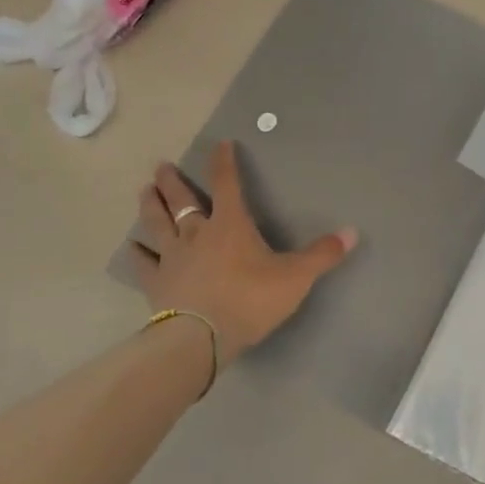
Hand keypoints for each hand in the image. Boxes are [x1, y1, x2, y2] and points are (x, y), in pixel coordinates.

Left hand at [131, 141, 356, 369]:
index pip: (227, 184)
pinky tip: (131, 248)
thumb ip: (322, 255)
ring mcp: (172, 257)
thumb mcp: (295, 278)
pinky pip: (144, 263)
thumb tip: (353, 232)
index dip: (224, 162)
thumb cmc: (250, 301)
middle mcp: (196, 233)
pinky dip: (138, 254)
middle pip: (182, 200)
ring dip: (150, 205)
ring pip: (157, 223)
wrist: (201, 338)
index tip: (220, 144)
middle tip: (161, 166)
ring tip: (144, 190)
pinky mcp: (156, 283)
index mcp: (230, 225)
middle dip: (173, 181)